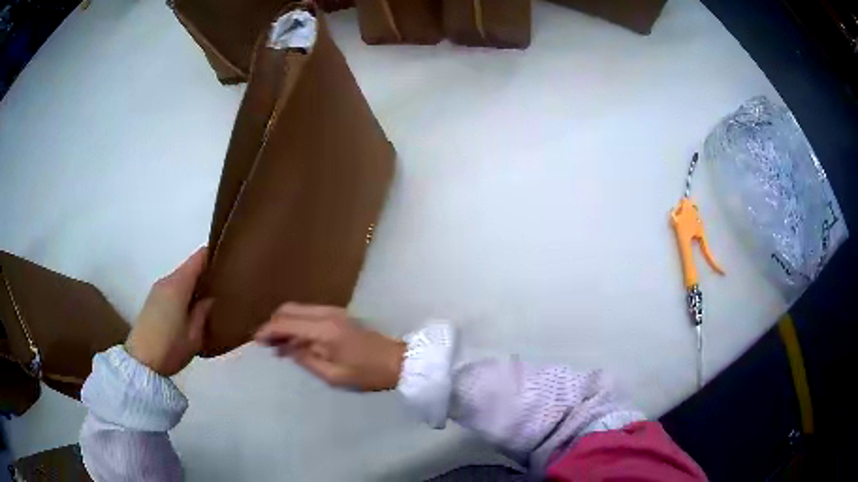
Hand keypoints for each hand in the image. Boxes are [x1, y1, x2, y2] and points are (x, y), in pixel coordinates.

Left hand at [125, 248, 213, 376]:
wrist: (142, 362)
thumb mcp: (194, 335)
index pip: (199, 258)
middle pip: (189, 268)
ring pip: (181, 279)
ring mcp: (158, 290)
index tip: (229, 263)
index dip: (214, 255)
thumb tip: (211, 298)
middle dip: (206, 274)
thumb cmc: (170, 348)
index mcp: (178, 285)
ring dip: (195, 285)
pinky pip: (173, 289)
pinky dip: (185, 293)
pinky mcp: (153, 301)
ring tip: (210, 300)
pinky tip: (192, 309)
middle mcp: (167, 281)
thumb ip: (204, 312)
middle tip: (224, 287)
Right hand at [255, 304, 404, 391]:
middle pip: (289, 309)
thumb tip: (286, 348)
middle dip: (274, 323)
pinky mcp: (339, 315)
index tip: (256, 341)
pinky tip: (296, 341)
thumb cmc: (367, 374)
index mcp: (324, 329)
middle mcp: (327, 314)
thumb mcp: (334, 376)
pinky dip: (297, 323)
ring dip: (285, 323)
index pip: (286, 322)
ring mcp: (334, 311)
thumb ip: (306, 360)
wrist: (397, 361)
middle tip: (266, 343)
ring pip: (299, 309)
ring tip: (278, 345)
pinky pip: (309, 314)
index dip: (268, 330)